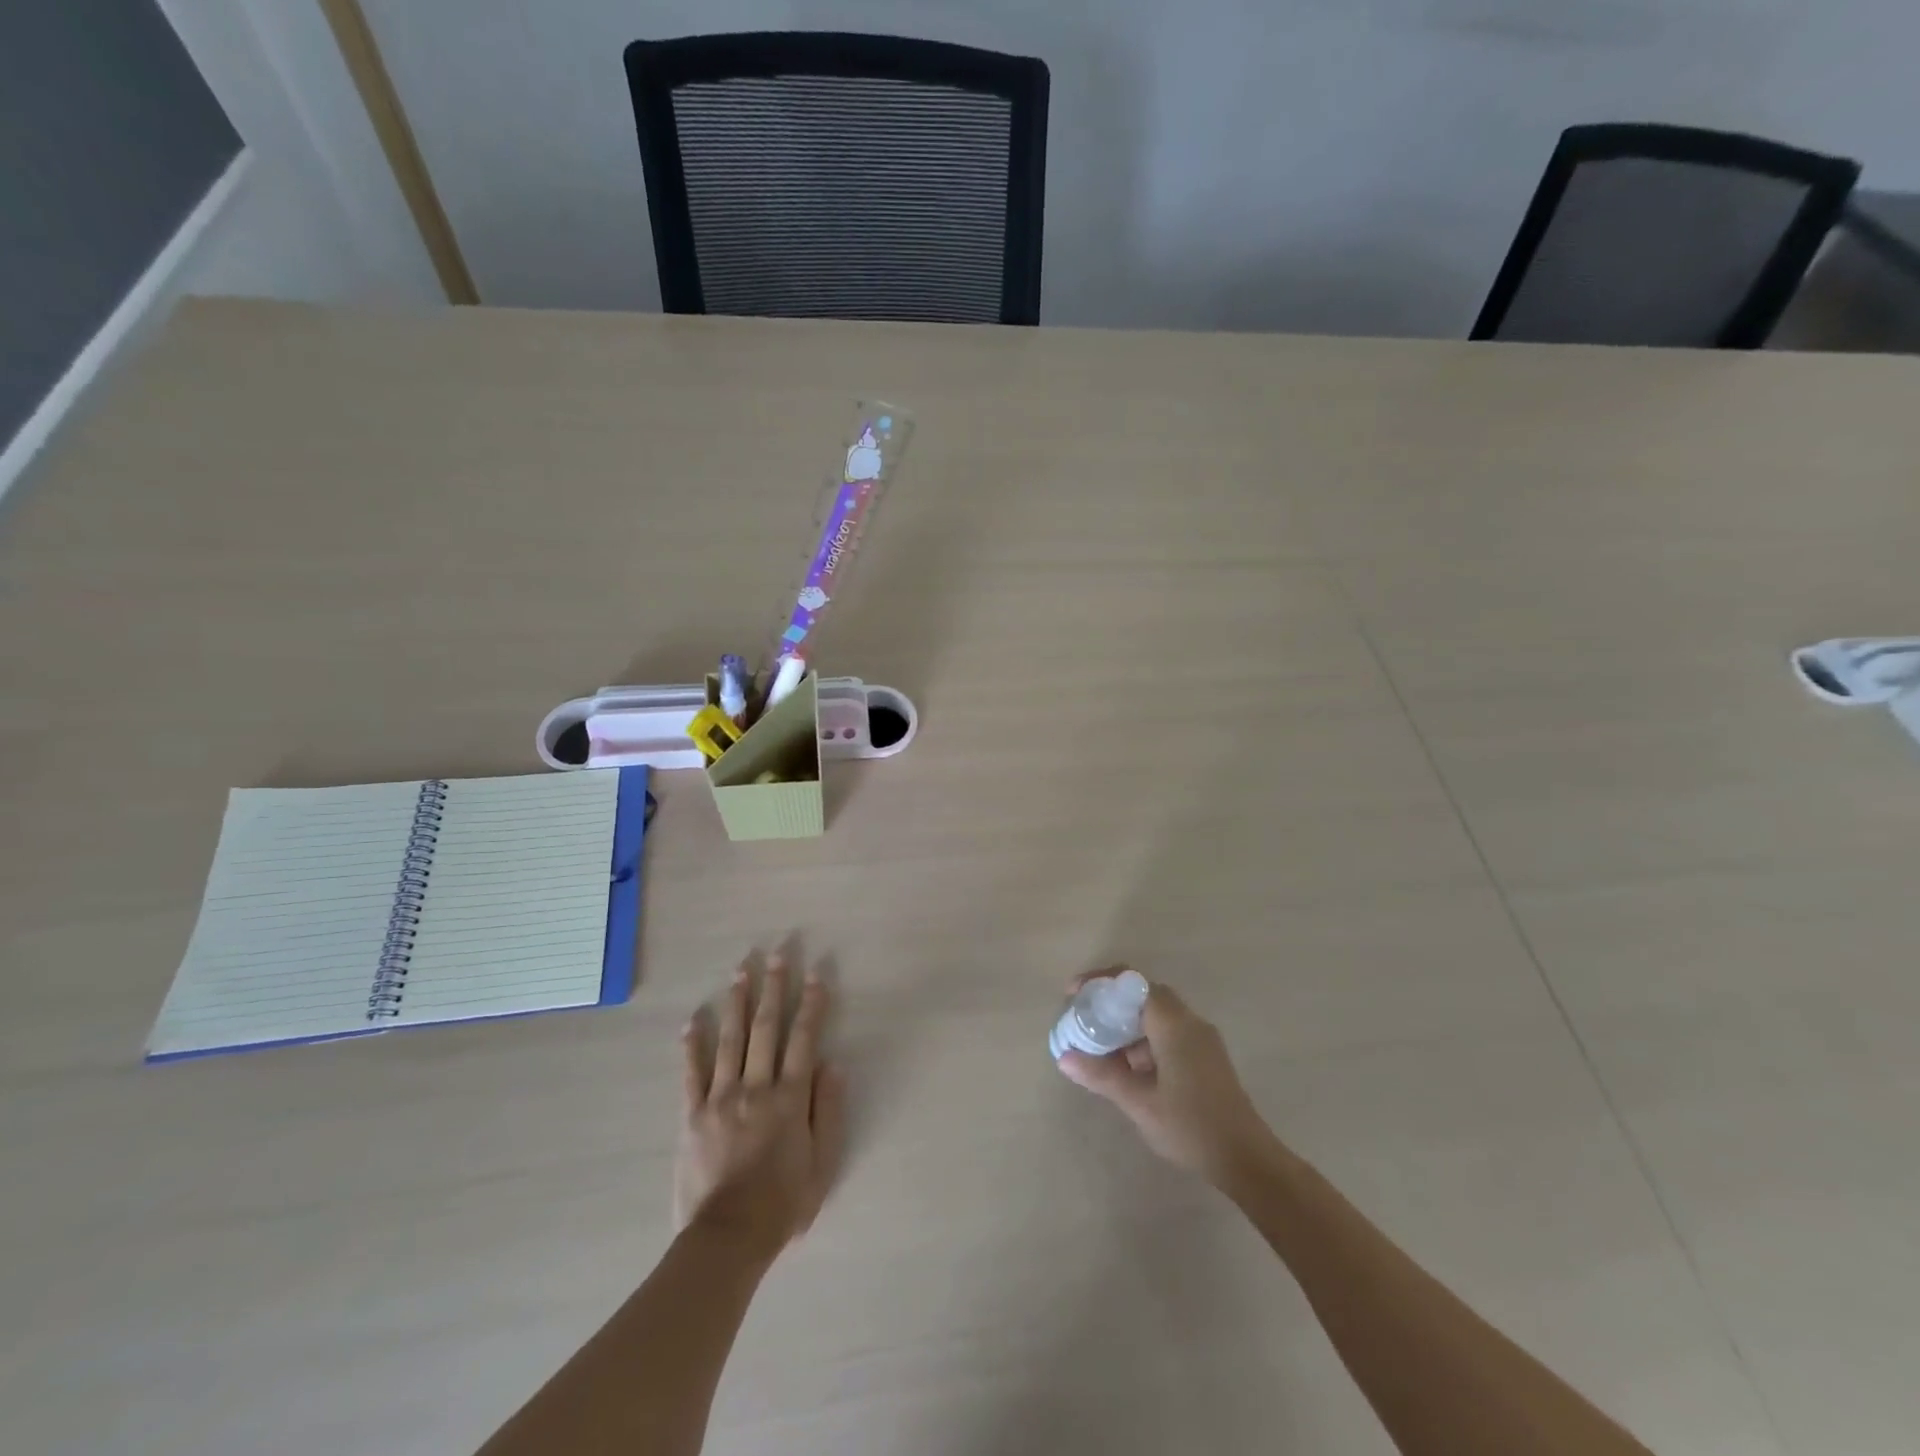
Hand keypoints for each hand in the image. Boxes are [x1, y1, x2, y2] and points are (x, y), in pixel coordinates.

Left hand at [675, 956, 846, 1255]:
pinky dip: (691, 1045)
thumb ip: (829, 1111)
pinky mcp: (692, 1115)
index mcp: (790, 1098)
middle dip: (774, 988)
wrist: (727, 1240)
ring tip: (741, 971)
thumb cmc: (782, 1204)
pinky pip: (691, 1073)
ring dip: (737, 1002)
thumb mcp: (823, 1164)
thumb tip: (833, 1064)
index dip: (811, 1004)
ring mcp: (720, 1099)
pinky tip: (692, 1019)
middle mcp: (756, 1088)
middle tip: (776, 955)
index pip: (804, 1039)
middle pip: (766, 1028)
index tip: (816, 975)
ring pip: (730, 1040)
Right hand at [1056, 972, 1274, 1187]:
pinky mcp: (1206, 1057)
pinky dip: (1142, 1040)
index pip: (1131, 982)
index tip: (1074, 995)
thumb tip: (1064, 1057)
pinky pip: (1167, 1032)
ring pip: (1155, 1015)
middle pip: (1142, 994)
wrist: (1247, 1159)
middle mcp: (1189, 1021)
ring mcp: (1201, 1039)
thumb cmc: (1190, 1126)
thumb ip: (1101, 1075)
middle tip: (1083, 1020)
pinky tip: (1127, 1069)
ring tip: (1098, 1048)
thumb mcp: (1139, 1102)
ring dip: (1125, 1024)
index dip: (1100, 981)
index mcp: (1173, 1023)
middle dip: (1109, 1003)